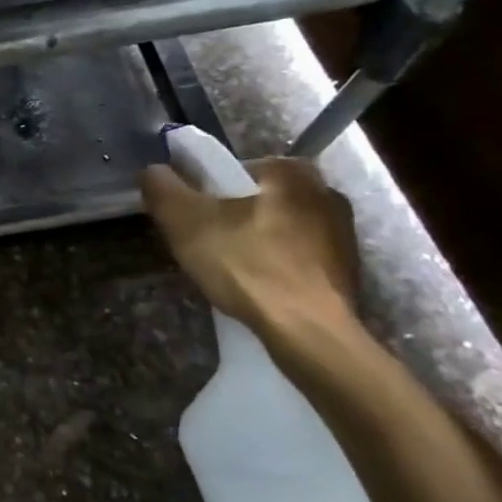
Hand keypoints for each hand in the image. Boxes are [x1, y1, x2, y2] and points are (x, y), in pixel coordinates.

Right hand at [140, 157, 359, 336]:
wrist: (308, 332)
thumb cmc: (246, 265)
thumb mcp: (185, 221)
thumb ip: (161, 187)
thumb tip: (152, 170)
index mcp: (290, 170)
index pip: (231, 171)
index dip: (203, 194)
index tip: (190, 222)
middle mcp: (325, 191)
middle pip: (256, 200)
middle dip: (230, 219)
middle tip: (206, 248)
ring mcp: (343, 232)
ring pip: (278, 229)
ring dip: (254, 243)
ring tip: (231, 274)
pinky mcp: (348, 269)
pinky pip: (297, 258)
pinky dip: (276, 267)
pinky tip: (259, 289)